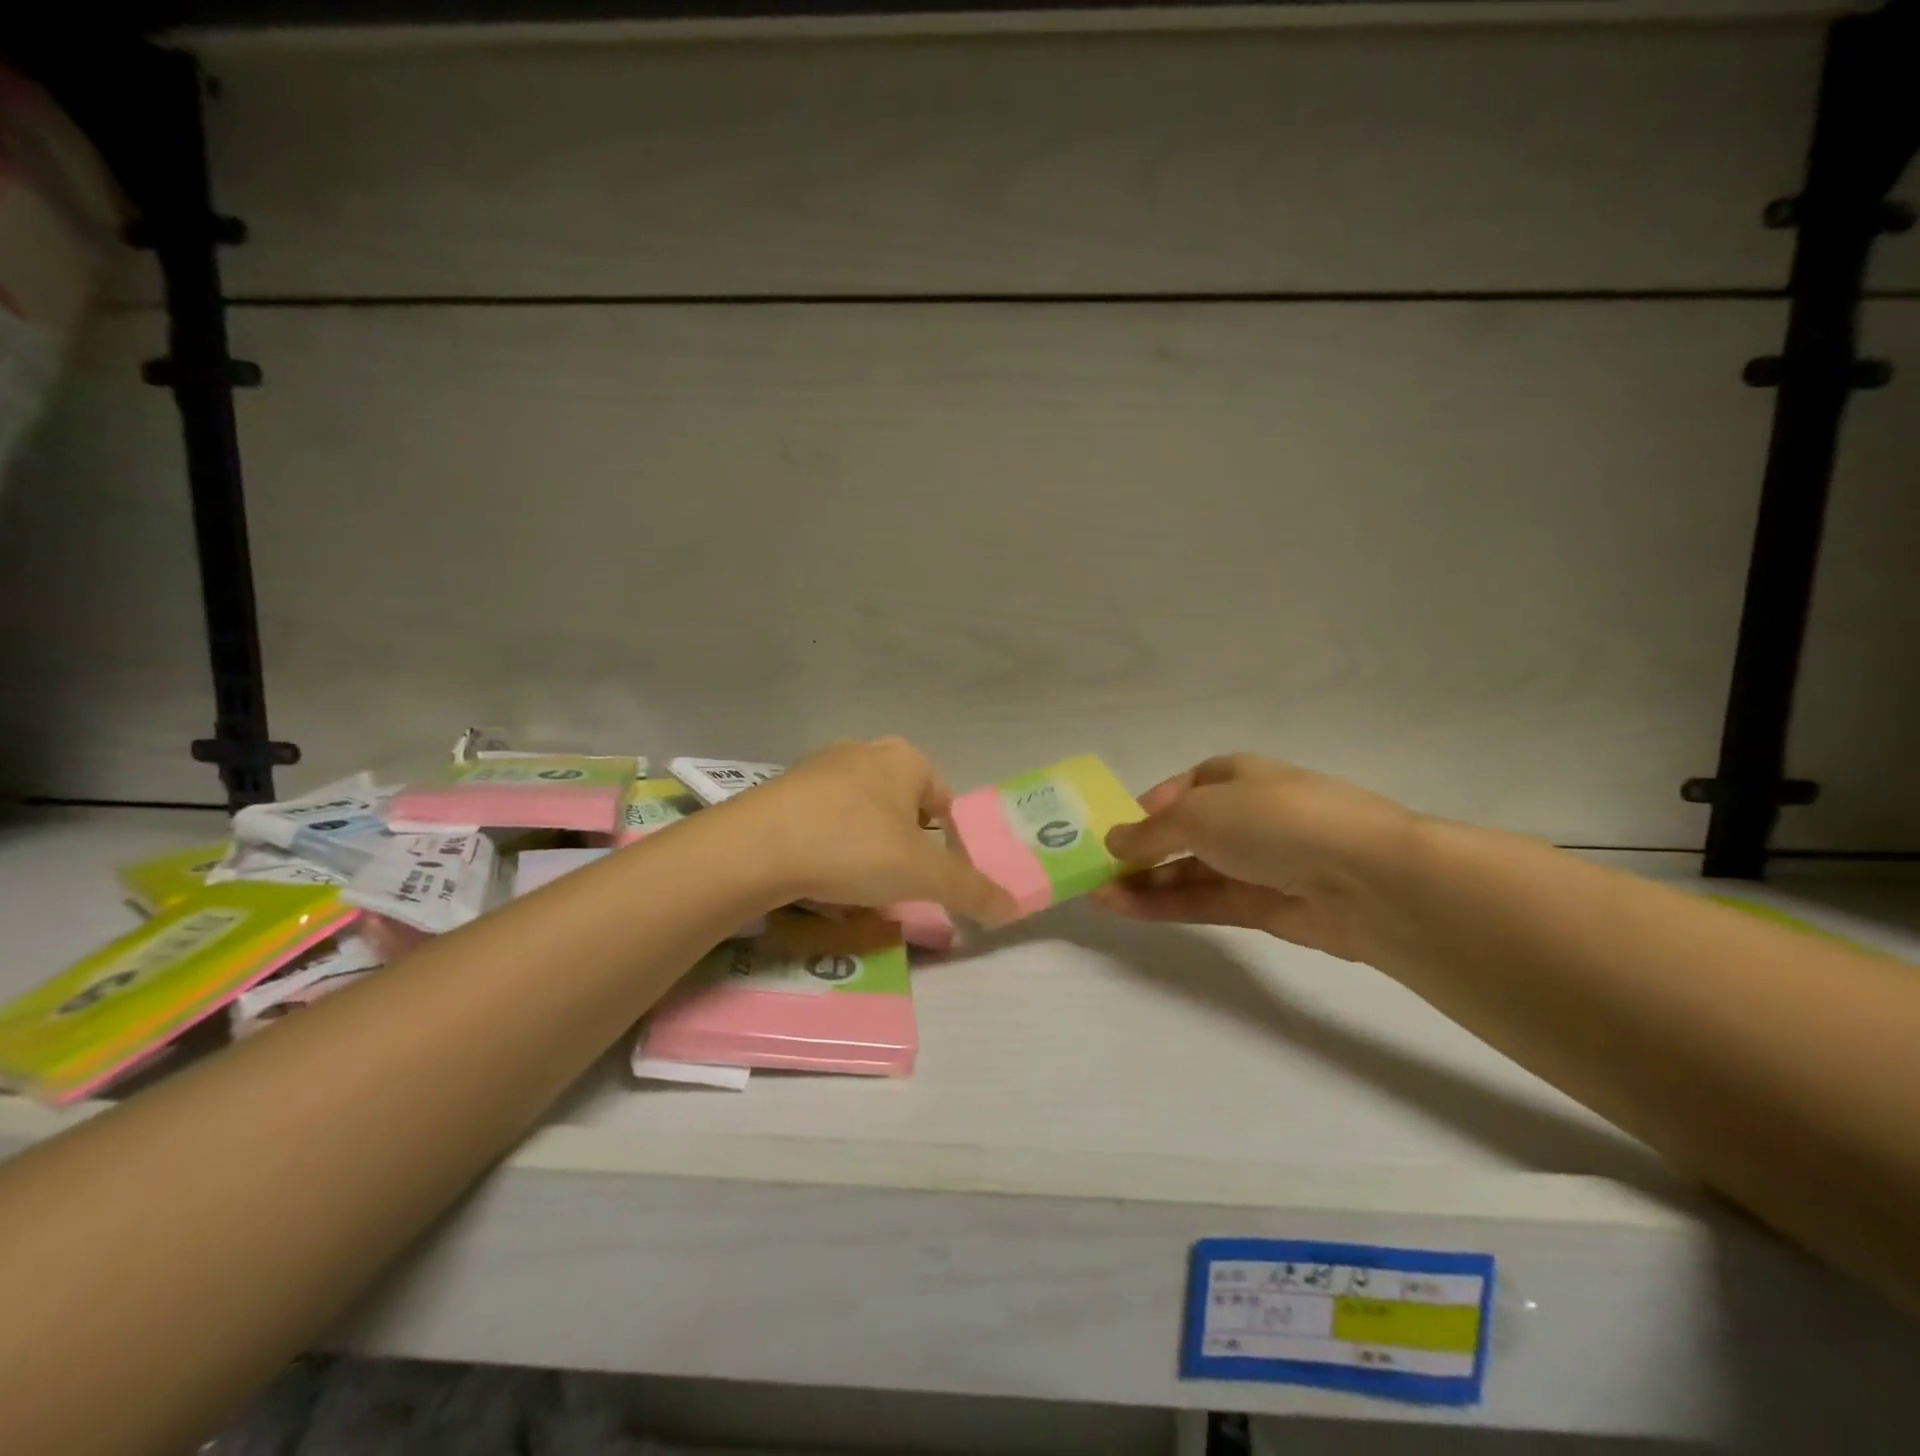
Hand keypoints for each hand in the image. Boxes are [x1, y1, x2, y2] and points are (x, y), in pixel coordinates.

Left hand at [727, 738, 1018, 926]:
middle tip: (894, 883)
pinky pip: (820, 822)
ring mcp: (818, 768)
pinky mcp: (782, 790)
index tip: (929, 875)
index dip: (943, 839)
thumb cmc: (854, 846)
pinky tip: (815, 877)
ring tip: (853, 888)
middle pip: (899, 806)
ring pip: (858, 815)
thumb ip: (971, 890)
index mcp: (904, 759)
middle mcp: (863, 752)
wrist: (756, 846)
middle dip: (901, 845)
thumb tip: (1013, 907)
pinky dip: (826, 847)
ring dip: (863, 848)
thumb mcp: (922, 875)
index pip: (941, 797)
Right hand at [1091, 755, 1415, 961]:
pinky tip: (1125, 908)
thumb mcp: (1197, 813)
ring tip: (1096, 895)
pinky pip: (1204, 901)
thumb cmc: (1273, 820)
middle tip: (1095, 871)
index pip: (1184, 788)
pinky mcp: (1263, 907)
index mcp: (1236, 775)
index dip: (1148, 808)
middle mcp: (1246, 816)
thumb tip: (1112, 842)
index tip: (1113, 831)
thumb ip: (1150, 832)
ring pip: (1190, 872)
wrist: (1364, 878)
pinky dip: (1166, 904)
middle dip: (1141, 851)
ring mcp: (1256, 863)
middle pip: (1183, 834)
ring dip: (1144, 882)